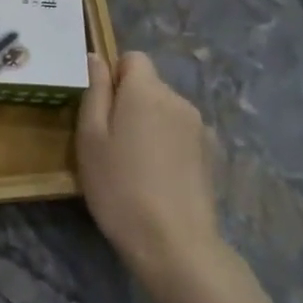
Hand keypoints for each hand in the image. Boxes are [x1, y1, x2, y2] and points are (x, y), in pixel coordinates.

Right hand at [76, 52, 226, 285]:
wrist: (174, 244)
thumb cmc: (119, 186)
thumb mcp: (90, 137)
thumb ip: (95, 91)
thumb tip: (96, 58)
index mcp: (146, 90)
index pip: (133, 58)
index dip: (114, 76)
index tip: (102, 109)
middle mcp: (178, 99)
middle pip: (149, 85)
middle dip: (130, 102)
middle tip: (111, 142)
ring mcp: (199, 128)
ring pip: (165, 111)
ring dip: (149, 124)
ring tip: (135, 164)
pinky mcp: (212, 155)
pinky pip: (180, 134)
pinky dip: (167, 145)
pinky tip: (159, 178)